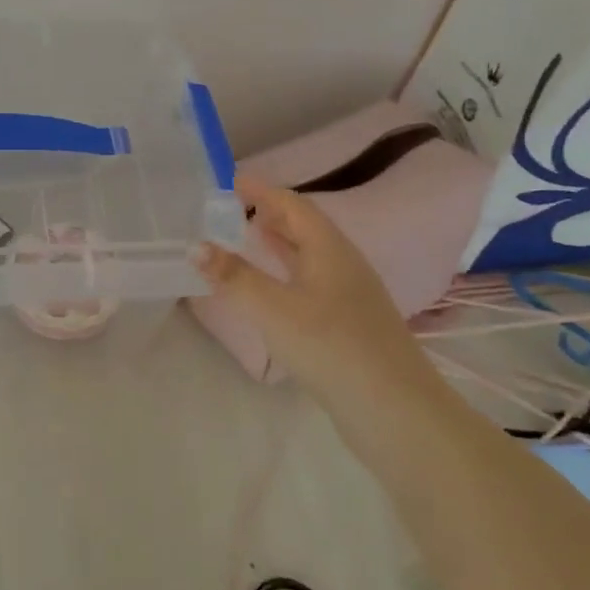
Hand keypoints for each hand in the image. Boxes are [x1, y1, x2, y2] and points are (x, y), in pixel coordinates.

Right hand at [194, 175, 416, 387]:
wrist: (393, 409)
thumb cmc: (330, 346)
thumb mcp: (272, 308)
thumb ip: (233, 276)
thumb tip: (196, 246)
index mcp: (329, 250)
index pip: (292, 205)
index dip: (261, 190)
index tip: (231, 180)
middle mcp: (343, 265)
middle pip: (304, 227)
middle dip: (270, 213)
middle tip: (233, 207)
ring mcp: (350, 296)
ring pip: (309, 256)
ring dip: (279, 243)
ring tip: (248, 237)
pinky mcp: (349, 324)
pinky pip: (311, 282)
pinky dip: (286, 272)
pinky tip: (272, 289)